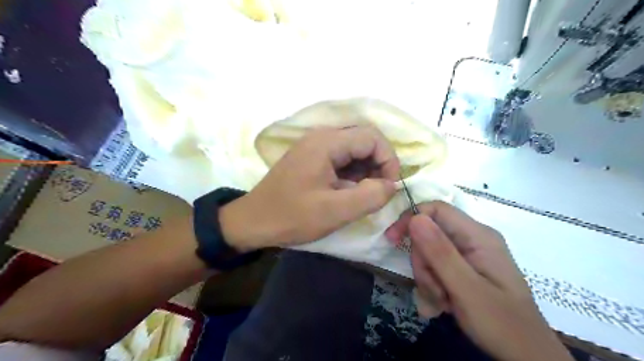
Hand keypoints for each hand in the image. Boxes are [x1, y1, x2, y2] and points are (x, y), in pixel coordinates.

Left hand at [222, 126, 400, 250]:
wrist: (253, 221)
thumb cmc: (291, 216)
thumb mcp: (334, 211)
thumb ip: (370, 196)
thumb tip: (391, 185)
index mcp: (326, 142)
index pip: (372, 137)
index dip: (389, 160)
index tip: (389, 187)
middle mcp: (321, 136)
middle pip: (364, 140)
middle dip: (378, 165)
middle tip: (377, 192)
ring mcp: (314, 146)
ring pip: (354, 150)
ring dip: (366, 170)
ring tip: (363, 195)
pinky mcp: (311, 157)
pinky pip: (341, 158)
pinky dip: (352, 173)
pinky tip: (348, 191)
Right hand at [384, 201, 570, 359]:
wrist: (526, 356)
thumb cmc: (501, 323)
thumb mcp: (467, 289)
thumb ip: (440, 253)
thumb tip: (415, 218)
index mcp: (478, 236)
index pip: (436, 210)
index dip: (411, 219)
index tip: (392, 240)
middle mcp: (472, 239)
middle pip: (429, 234)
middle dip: (423, 262)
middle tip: (434, 289)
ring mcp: (468, 254)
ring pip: (429, 253)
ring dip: (427, 278)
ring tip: (441, 302)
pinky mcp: (464, 268)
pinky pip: (436, 267)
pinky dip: (433, 285)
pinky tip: (442, 304)